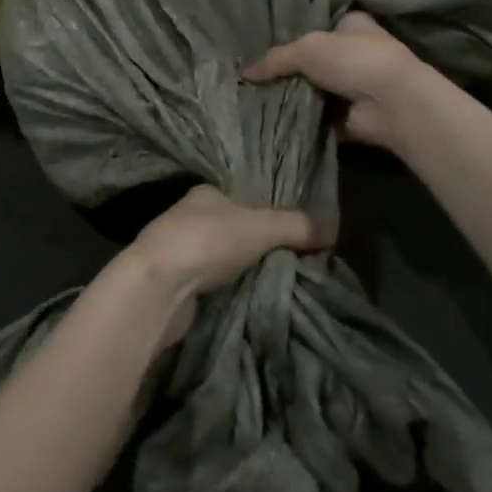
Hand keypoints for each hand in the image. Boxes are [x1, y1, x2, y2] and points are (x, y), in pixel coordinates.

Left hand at [118, 185, 330, 344]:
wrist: (158, 286)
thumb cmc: (206, 241)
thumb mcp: (260, 227)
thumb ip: (296, 225)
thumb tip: (333, 228)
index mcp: (206, 193)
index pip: (244, 198)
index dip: (269, 212)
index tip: (295, 231)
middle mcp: (190, 217)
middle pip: (235, 229)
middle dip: (260, 244)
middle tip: (296, 260)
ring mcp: (181, 251)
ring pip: (224, 258)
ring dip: (245, 269)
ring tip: (281, 281)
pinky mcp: (178, 283)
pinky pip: (215, 284)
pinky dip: (232, 290)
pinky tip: (252, 298)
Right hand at [243, 11, 431, 153]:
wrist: (392, 102)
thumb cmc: (353, 59)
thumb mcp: (306, 49)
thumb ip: (276, 59)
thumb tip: (244, 72)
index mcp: (353, 25)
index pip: (323, 25)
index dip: (298, 34)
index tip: (269, 46)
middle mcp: (358, 53)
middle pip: (317, 60)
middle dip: (294, 70)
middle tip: (258, 78)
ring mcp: (358, 87)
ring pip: (319, 90)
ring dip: (298, 97)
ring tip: (260, 101)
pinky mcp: (355, 117)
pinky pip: (322, 119)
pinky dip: (305, 122)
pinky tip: (277, 123)